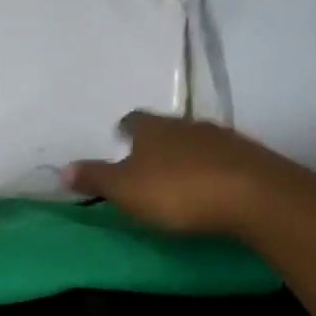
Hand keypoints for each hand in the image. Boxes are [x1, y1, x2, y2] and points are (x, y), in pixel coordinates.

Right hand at [66, 112, 295, 237]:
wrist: (252, 195)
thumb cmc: (177, 191)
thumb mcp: (125, 190)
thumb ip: (95, 178)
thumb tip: (63, 169)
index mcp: (153, 129)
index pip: (134, 120)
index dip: (125, 129)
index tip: (120, 138)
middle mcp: (187, 125)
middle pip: (166, 128)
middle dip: (156, 142)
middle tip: (147, 161)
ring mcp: (222, 138)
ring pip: (196, 141)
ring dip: (186, 155)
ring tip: (178, 176)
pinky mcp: (249, 157)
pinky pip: (222, 158)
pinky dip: (212, 168)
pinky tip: (211, 186)